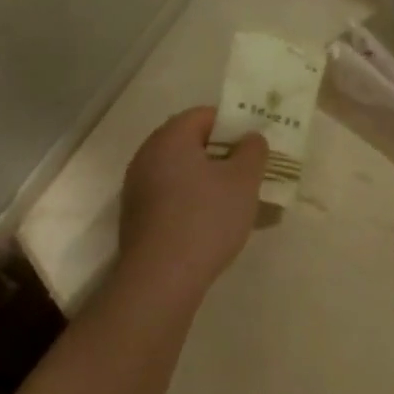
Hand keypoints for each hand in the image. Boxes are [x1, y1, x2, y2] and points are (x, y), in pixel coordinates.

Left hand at [117, 108, 266, 296]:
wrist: (161, 278)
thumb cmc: (206, 218)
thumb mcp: (243, 181)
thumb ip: (252, 151)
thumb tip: (250, 138)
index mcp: (170, 138)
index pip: (204, 115)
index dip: (234, 124)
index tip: (256, 145)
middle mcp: (147, 156)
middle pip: (191, 144)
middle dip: (224, 155)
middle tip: (251, 172)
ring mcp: (138, 188)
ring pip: (182, 173)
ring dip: (210, 181)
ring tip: (238, 201)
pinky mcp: (137, 217)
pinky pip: (172, 197)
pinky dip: (194, 201)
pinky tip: (214, 224)